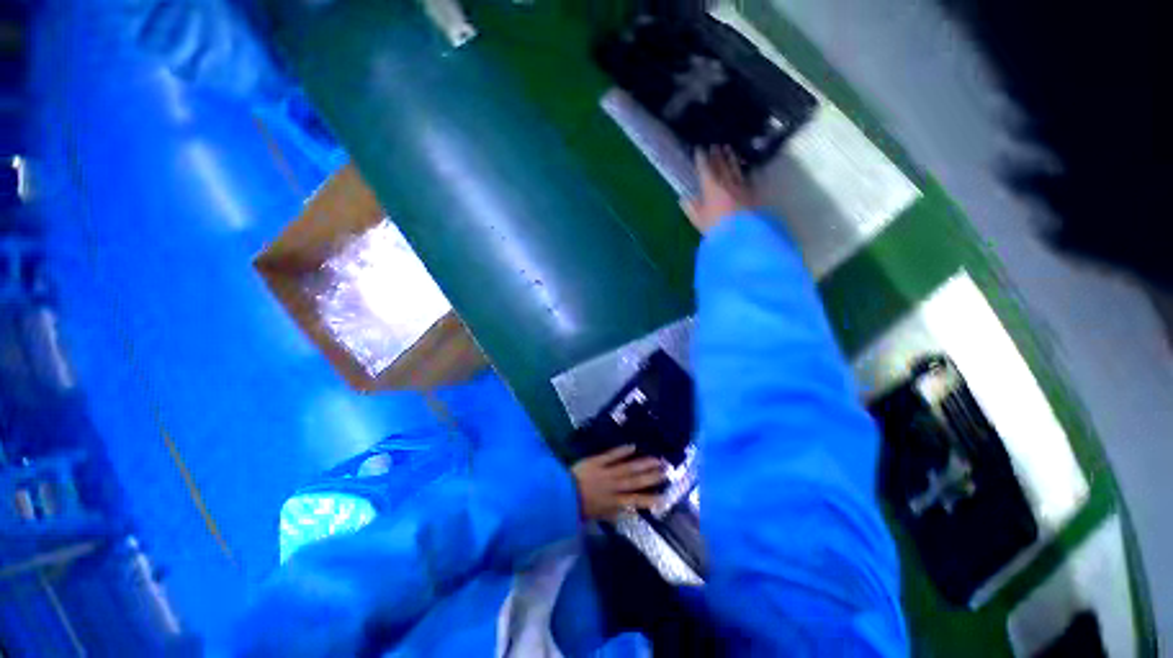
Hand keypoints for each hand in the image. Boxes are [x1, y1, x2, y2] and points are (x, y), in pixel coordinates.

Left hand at [572, 445, 666, 519]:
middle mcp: (613, 486)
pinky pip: (611, 455)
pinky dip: (622, 451)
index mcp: (613, 502)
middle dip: (651, 476)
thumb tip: (630, 512)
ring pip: (628, 467)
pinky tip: (633, 446)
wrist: (561, 494)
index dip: (650, 499)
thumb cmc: (579, 506)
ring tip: (657, 459)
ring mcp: (605, 472)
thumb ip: (614, 513)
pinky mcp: (597, 461)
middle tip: (666, 470)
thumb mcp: (598, 515)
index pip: (635, 501)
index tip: (664, 496)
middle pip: (635, 480)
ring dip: (643, 463)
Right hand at [682, 145, 755, 233]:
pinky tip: (742, 168)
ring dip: (731, 157)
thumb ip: (691, 208)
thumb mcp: (699, 220)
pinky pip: (745, 177)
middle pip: (721, 165)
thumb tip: (684, 198)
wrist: (742, 233)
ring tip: (729, 149)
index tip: (699, 149)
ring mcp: (740, 186)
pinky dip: (742, 170)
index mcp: (711, 187)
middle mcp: (726, 182)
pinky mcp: (752, 192)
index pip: (705, 169)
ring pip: (735, 168)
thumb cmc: (716, 227)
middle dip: (716, 154)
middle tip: (714, 145)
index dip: (701, 159)